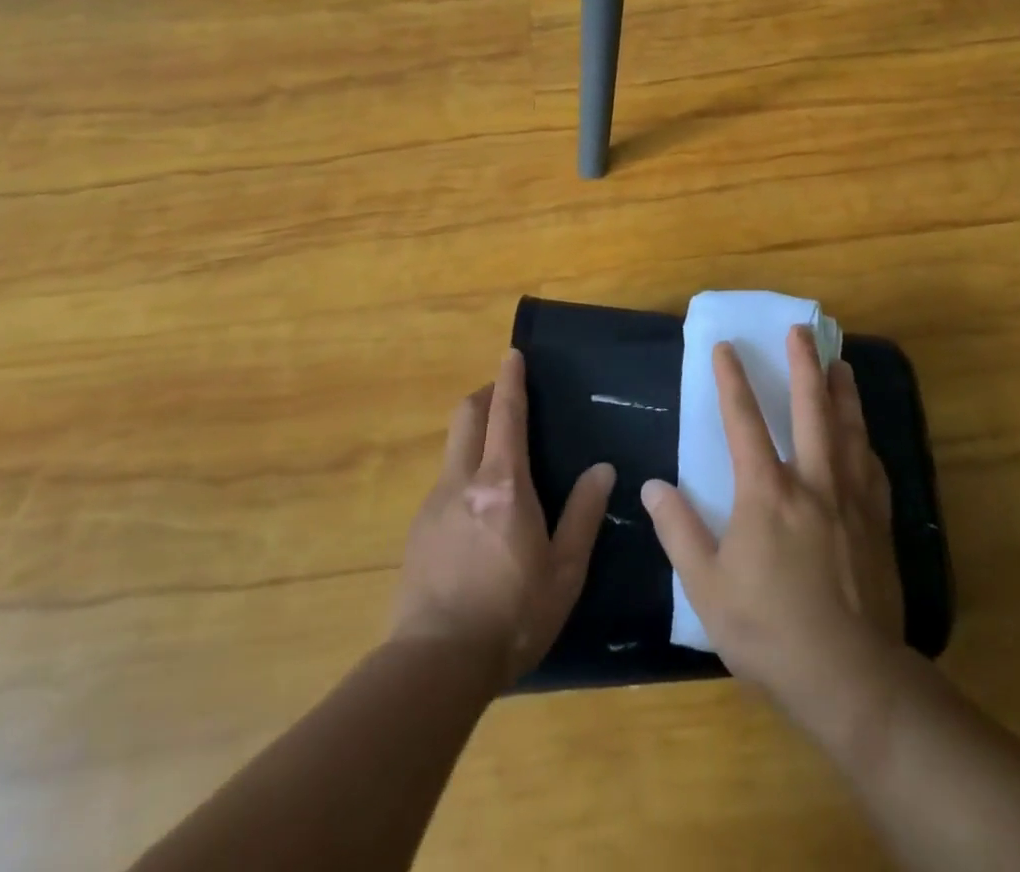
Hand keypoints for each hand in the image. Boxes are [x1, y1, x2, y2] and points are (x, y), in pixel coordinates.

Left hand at [391, 349, 614, 685]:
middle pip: (466, 416)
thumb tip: (602, 469)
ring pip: (452, 449)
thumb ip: (583, 515)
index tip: (512, 354)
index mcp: (503, 485)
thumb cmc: (512, 616)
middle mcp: (463, 482)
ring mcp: (434, 505)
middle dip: (484, 395)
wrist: (435, 666)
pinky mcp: (417, 532)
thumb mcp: (564, 571)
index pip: (506, 414)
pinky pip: (444, 484)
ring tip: (497, 457)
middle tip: (505, 394)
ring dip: (473, 434)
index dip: (510, 380)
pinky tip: (477, 511)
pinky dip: (462, 473)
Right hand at [641, 327, 903, 710]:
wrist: (851, 677)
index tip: (725, 346)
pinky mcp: (878, 524)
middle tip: (802, 331)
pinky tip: (865, 437)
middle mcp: (813, 482)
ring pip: (849, 430)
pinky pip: (873, 469)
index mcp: (767, 493)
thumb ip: (679, 531)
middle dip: (804, 365)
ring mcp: (851, 501)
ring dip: (843, 392)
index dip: (733, 380)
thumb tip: (654, 486)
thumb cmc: (770, 631)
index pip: (744, 421)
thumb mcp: (708, 588)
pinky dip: (866, 442)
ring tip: (841, 364)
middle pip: (810, 409)